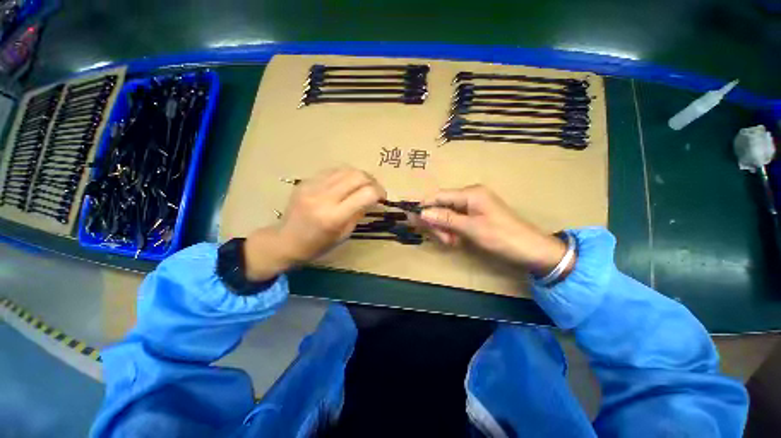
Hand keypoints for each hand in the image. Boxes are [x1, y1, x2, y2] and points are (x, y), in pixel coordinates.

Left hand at [244, 167, 385, 280]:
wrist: (285, 241)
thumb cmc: (317, 245)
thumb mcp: (344, 234)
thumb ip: (358, 213)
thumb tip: (371, 198)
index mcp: (334, 217)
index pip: (366, 194)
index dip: (379, 192)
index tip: (382, 198)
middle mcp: (323, 198)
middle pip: (357, 176)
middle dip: (372, 181)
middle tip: (375, 190)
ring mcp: (312, 187)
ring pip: (345, 169)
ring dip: (360, 176)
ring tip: (363, 185)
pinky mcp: (305, 181)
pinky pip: (332, 171)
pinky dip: (345, 175)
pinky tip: (346, 183)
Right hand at [418, 185, 569, 275]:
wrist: (531, 250)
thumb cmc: (502, 237)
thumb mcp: (471, 228)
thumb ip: (446, 219)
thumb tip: (422, 212)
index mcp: (470, 193)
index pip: (439, 196)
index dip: (424, 205)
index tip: (410, 216)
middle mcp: (470, 196)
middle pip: (442, 206)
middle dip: (438, 223)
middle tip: (442, 240)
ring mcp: (473, 207)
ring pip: (447, 216)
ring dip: (445, 230)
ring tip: (452, 243)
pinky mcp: (475, 216)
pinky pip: (455, 221)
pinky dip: (452, 232)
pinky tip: (457, 241)